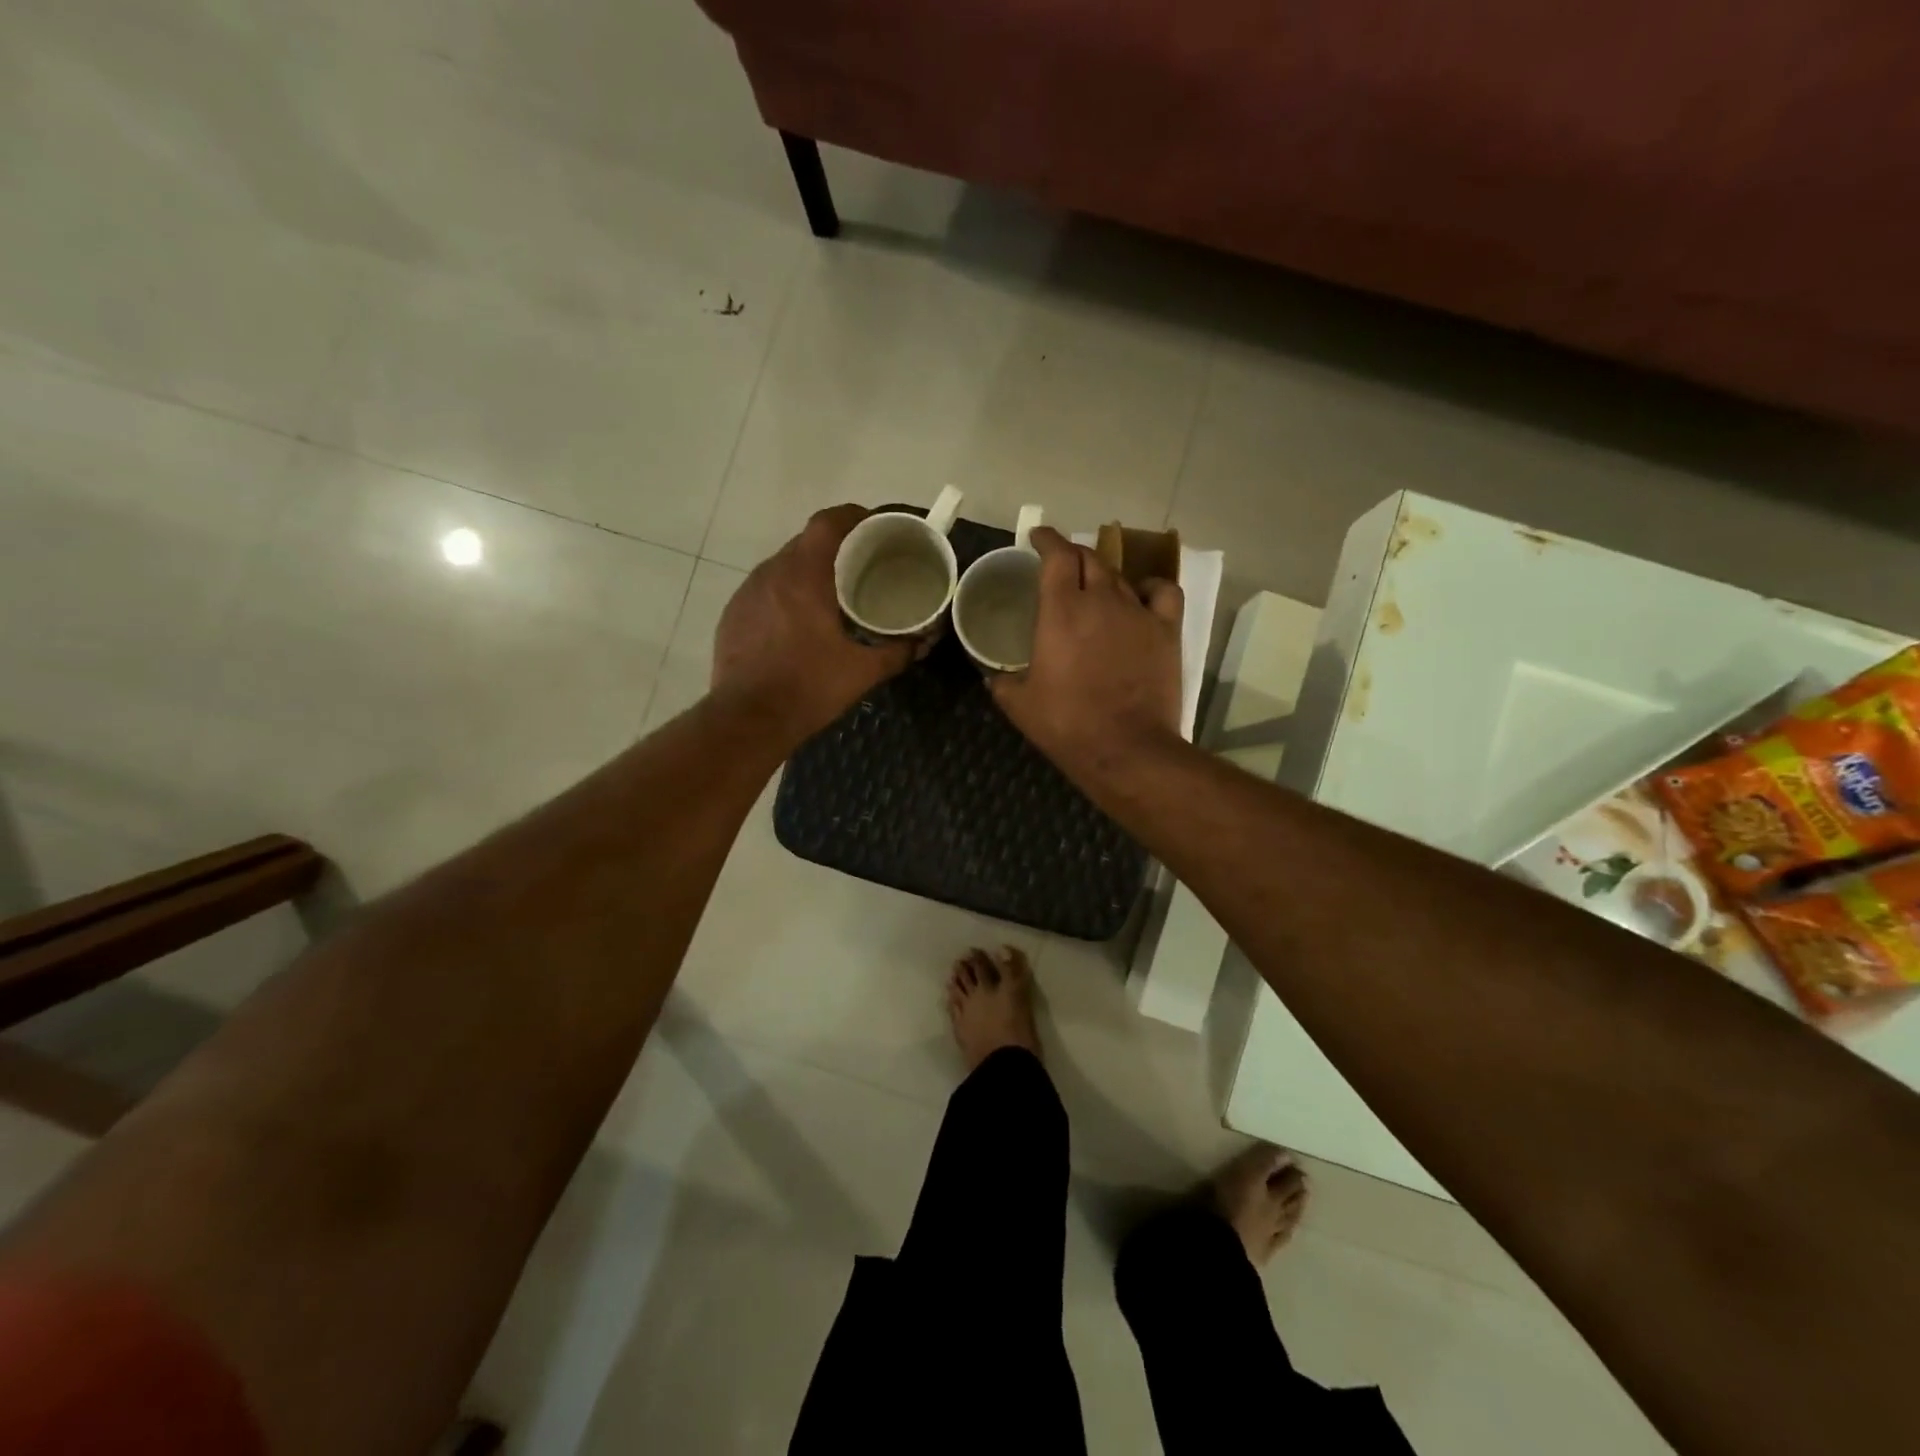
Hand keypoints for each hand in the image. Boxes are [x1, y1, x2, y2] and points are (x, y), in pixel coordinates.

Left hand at [712, 505, 915, 746]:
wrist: (748, 719)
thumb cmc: (808, 688)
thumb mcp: (862, 671)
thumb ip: (897, 651)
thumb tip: (923, 642)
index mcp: (804, 576)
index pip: (827, 523)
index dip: (852, 517)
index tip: (872, 527)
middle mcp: (771, 573)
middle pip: (805, 543)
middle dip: (834, 548)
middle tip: (861, 567)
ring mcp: (747, 593)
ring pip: (782, 567)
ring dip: (807, 573)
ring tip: (831, 596)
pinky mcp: (732, 615)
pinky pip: (764, 591)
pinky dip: (785, 596)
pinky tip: (798, 624)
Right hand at [990, 527, 1184, 776]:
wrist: (1126, 749)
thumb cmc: (1067, 725)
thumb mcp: (1019, 705)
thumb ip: (1002, 683)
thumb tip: (992, 677)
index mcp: (1061, 610)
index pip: (1056, 554)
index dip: (1046, 539)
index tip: (1038, 537)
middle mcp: (1101, 600)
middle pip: (1089, 558)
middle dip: (1072, 554)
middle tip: (1062, 565)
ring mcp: (1138, 613)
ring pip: (1121, 576)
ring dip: (1104, 575)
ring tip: (1095, 587)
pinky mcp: (1167, 631)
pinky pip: (1163, 593)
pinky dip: (1150, 587)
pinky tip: (1141, 597)